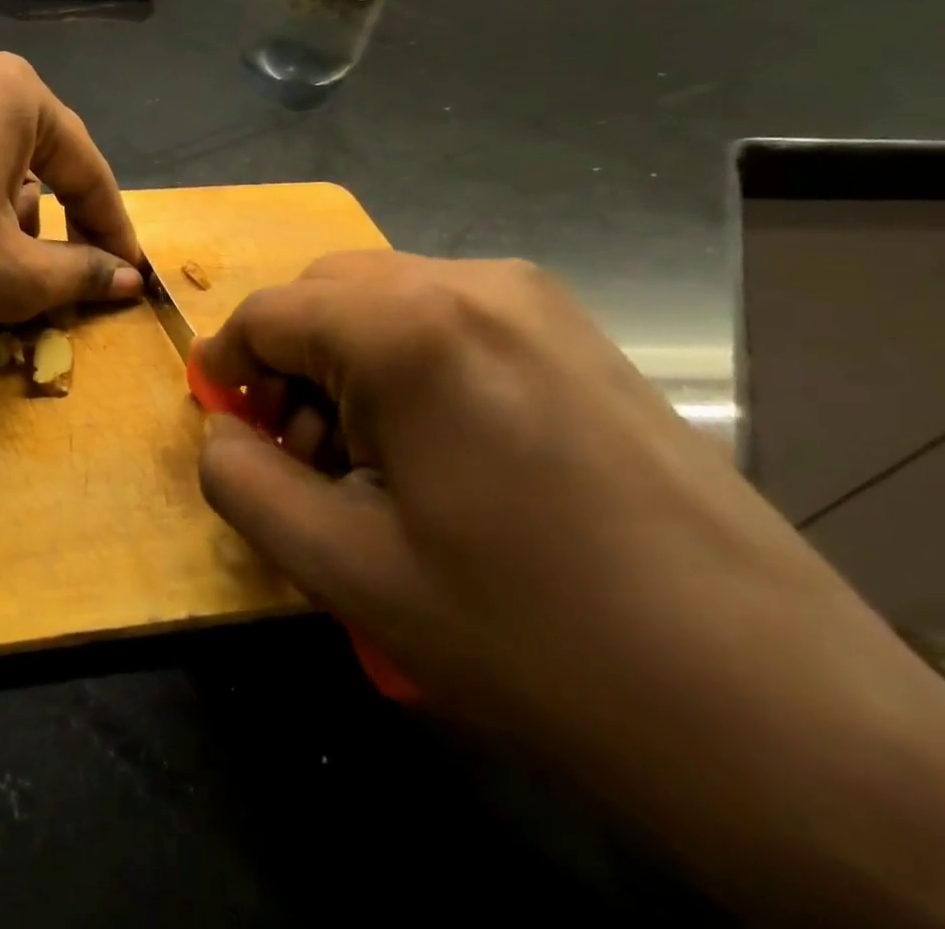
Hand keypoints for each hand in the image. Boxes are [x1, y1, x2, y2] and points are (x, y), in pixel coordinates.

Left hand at [0, 48, 141, 345]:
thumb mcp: (11, 274)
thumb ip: (81, 271)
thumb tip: (128, 277)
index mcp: (12, 91)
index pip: (85, 167)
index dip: (112, 227)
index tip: (130, 272)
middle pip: (34, 158)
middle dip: (47, 223)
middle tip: (49, 280)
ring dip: (2, 214)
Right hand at [193, 251, 944, 923]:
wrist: (781, 719)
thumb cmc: (532, 637)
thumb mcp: (345, 570)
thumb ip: (241, 482)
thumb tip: (221, 432)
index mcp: (408, 329)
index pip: (266, 313)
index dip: (226, 366)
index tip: (225, 425)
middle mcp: (470, 284)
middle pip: (322, 295)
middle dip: (287, 363)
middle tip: (302, 453)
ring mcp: (535, 302)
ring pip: (381, 300)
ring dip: (344, 363)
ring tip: (371, 460)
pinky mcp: (575, 333)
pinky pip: (444, 318)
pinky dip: (404, 362)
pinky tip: (439, 448)